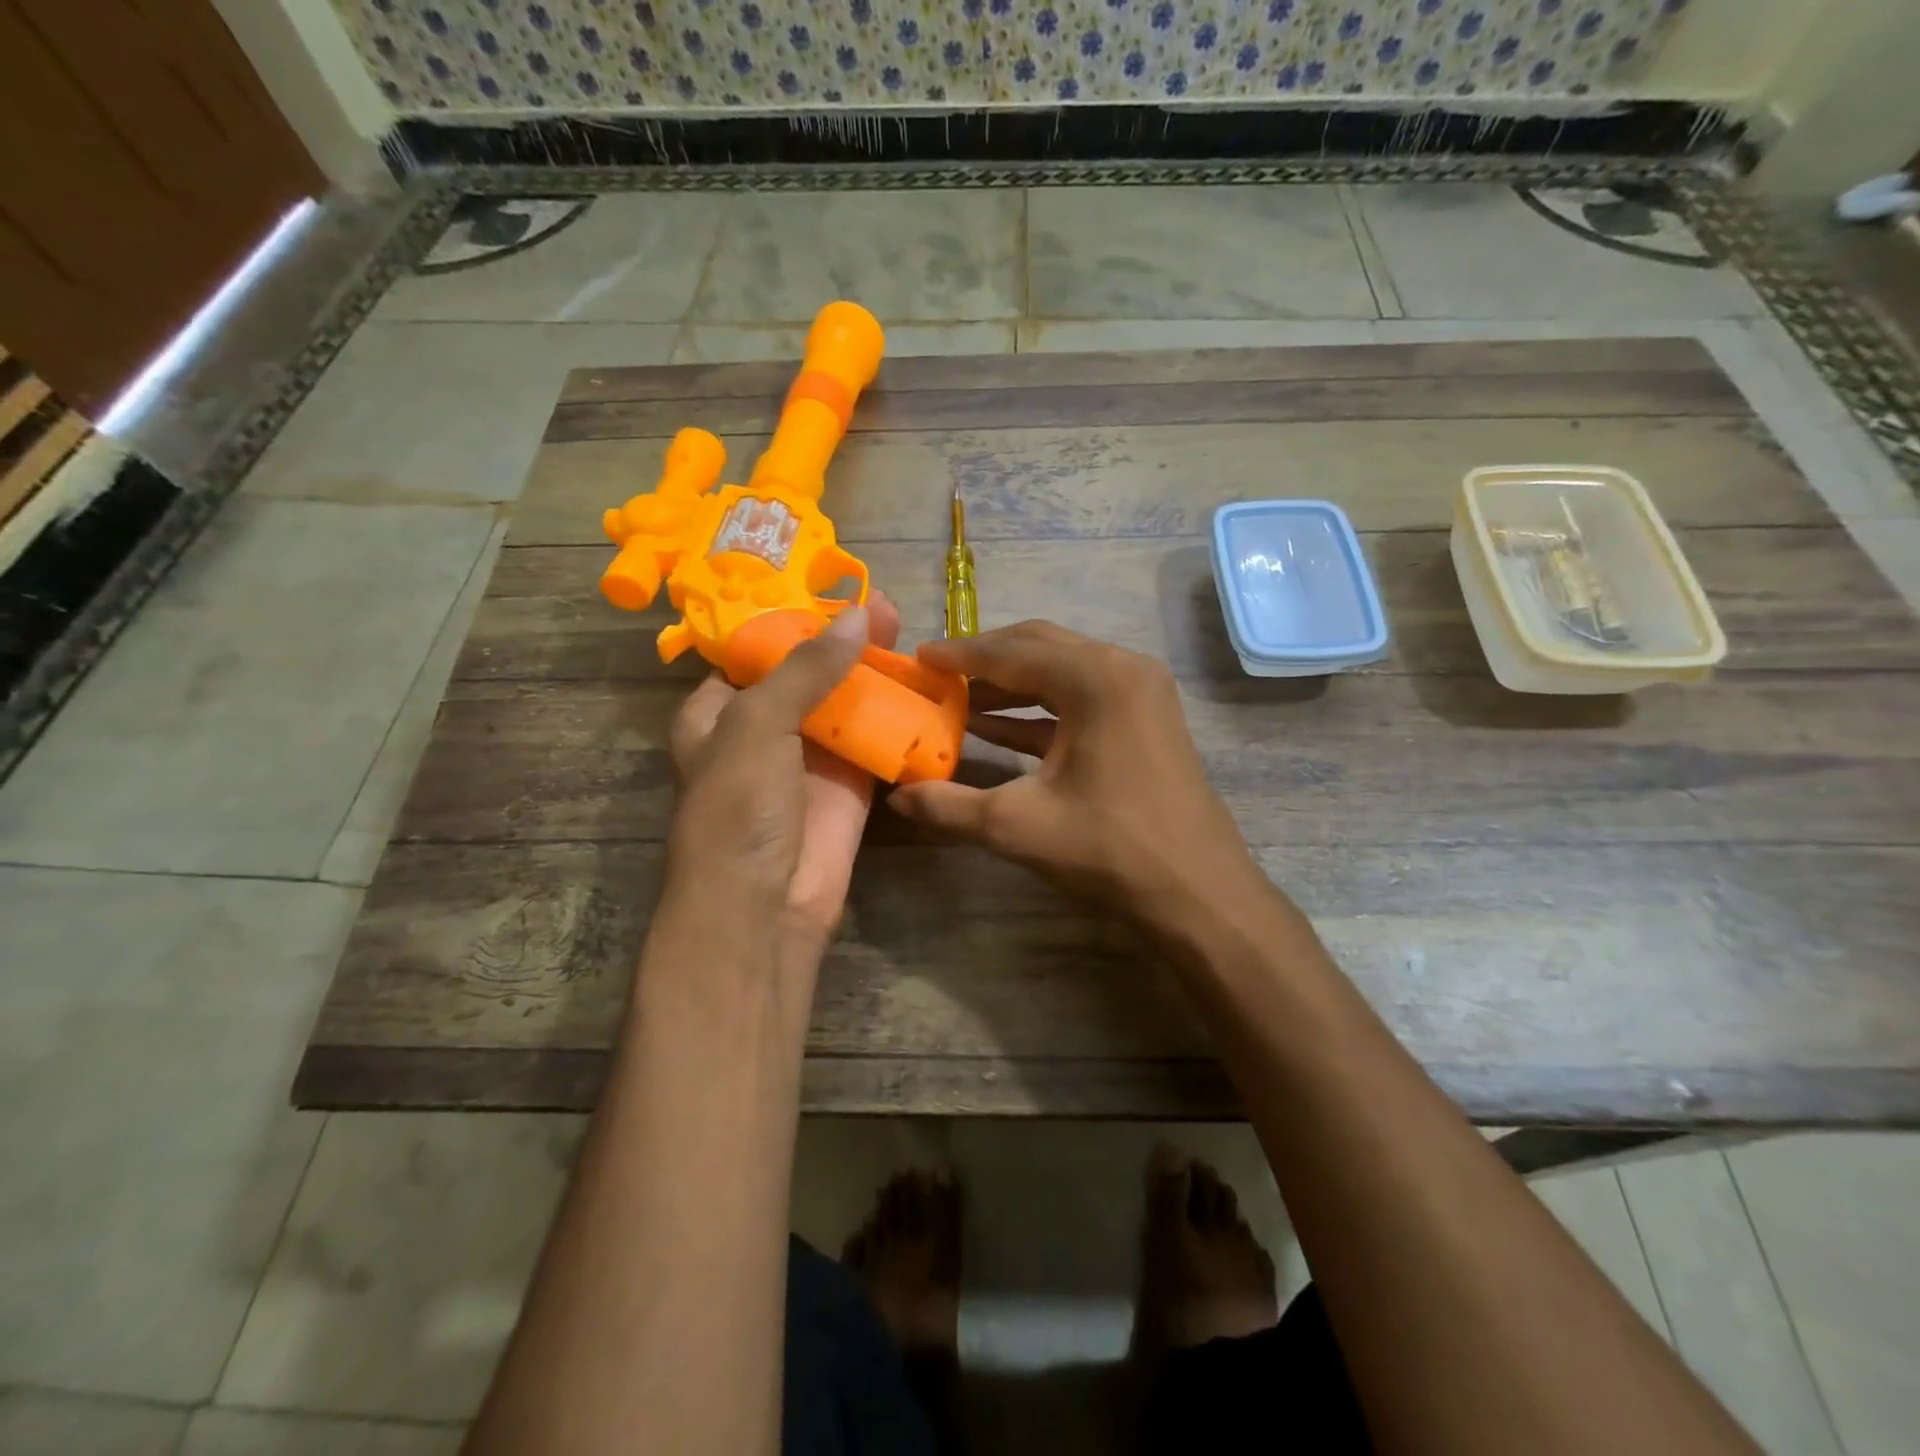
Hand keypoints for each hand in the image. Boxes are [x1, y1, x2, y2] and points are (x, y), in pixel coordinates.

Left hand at [666, 593, 901, 954]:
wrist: (764, 907)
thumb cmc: (739, 807)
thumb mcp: (757, 724)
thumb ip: (806, 668)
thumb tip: (858, 615)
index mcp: (718, 711)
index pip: (752, 652)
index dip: (790, 620)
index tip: (833, 589)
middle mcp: (764, 730)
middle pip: (808, 673)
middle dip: (843, 641)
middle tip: (886, 609)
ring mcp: (810, 759)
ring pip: (846, 704)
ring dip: (874, 673)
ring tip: (908, 633)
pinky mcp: (849, 786)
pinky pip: (875, 742)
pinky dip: (898, 718)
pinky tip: (926, 687)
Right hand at [888, 621, 1269, 932]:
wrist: (1199, 892)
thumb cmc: (1110, 848)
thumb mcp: (1018, 826)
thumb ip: (949, 806)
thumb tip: (896, 796)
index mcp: (1096, 678)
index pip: (1012, 651)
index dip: (959, 654)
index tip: (918, 657)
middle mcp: (1123, 669)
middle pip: (1039, 648)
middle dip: (985, 661)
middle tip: (936, 674)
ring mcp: (1140, 693)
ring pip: (1061, 672)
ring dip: (1010, 685)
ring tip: (957, 700)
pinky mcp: (1145, 719)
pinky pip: (1081, 700)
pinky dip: (1038, 710)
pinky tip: (996, 727)